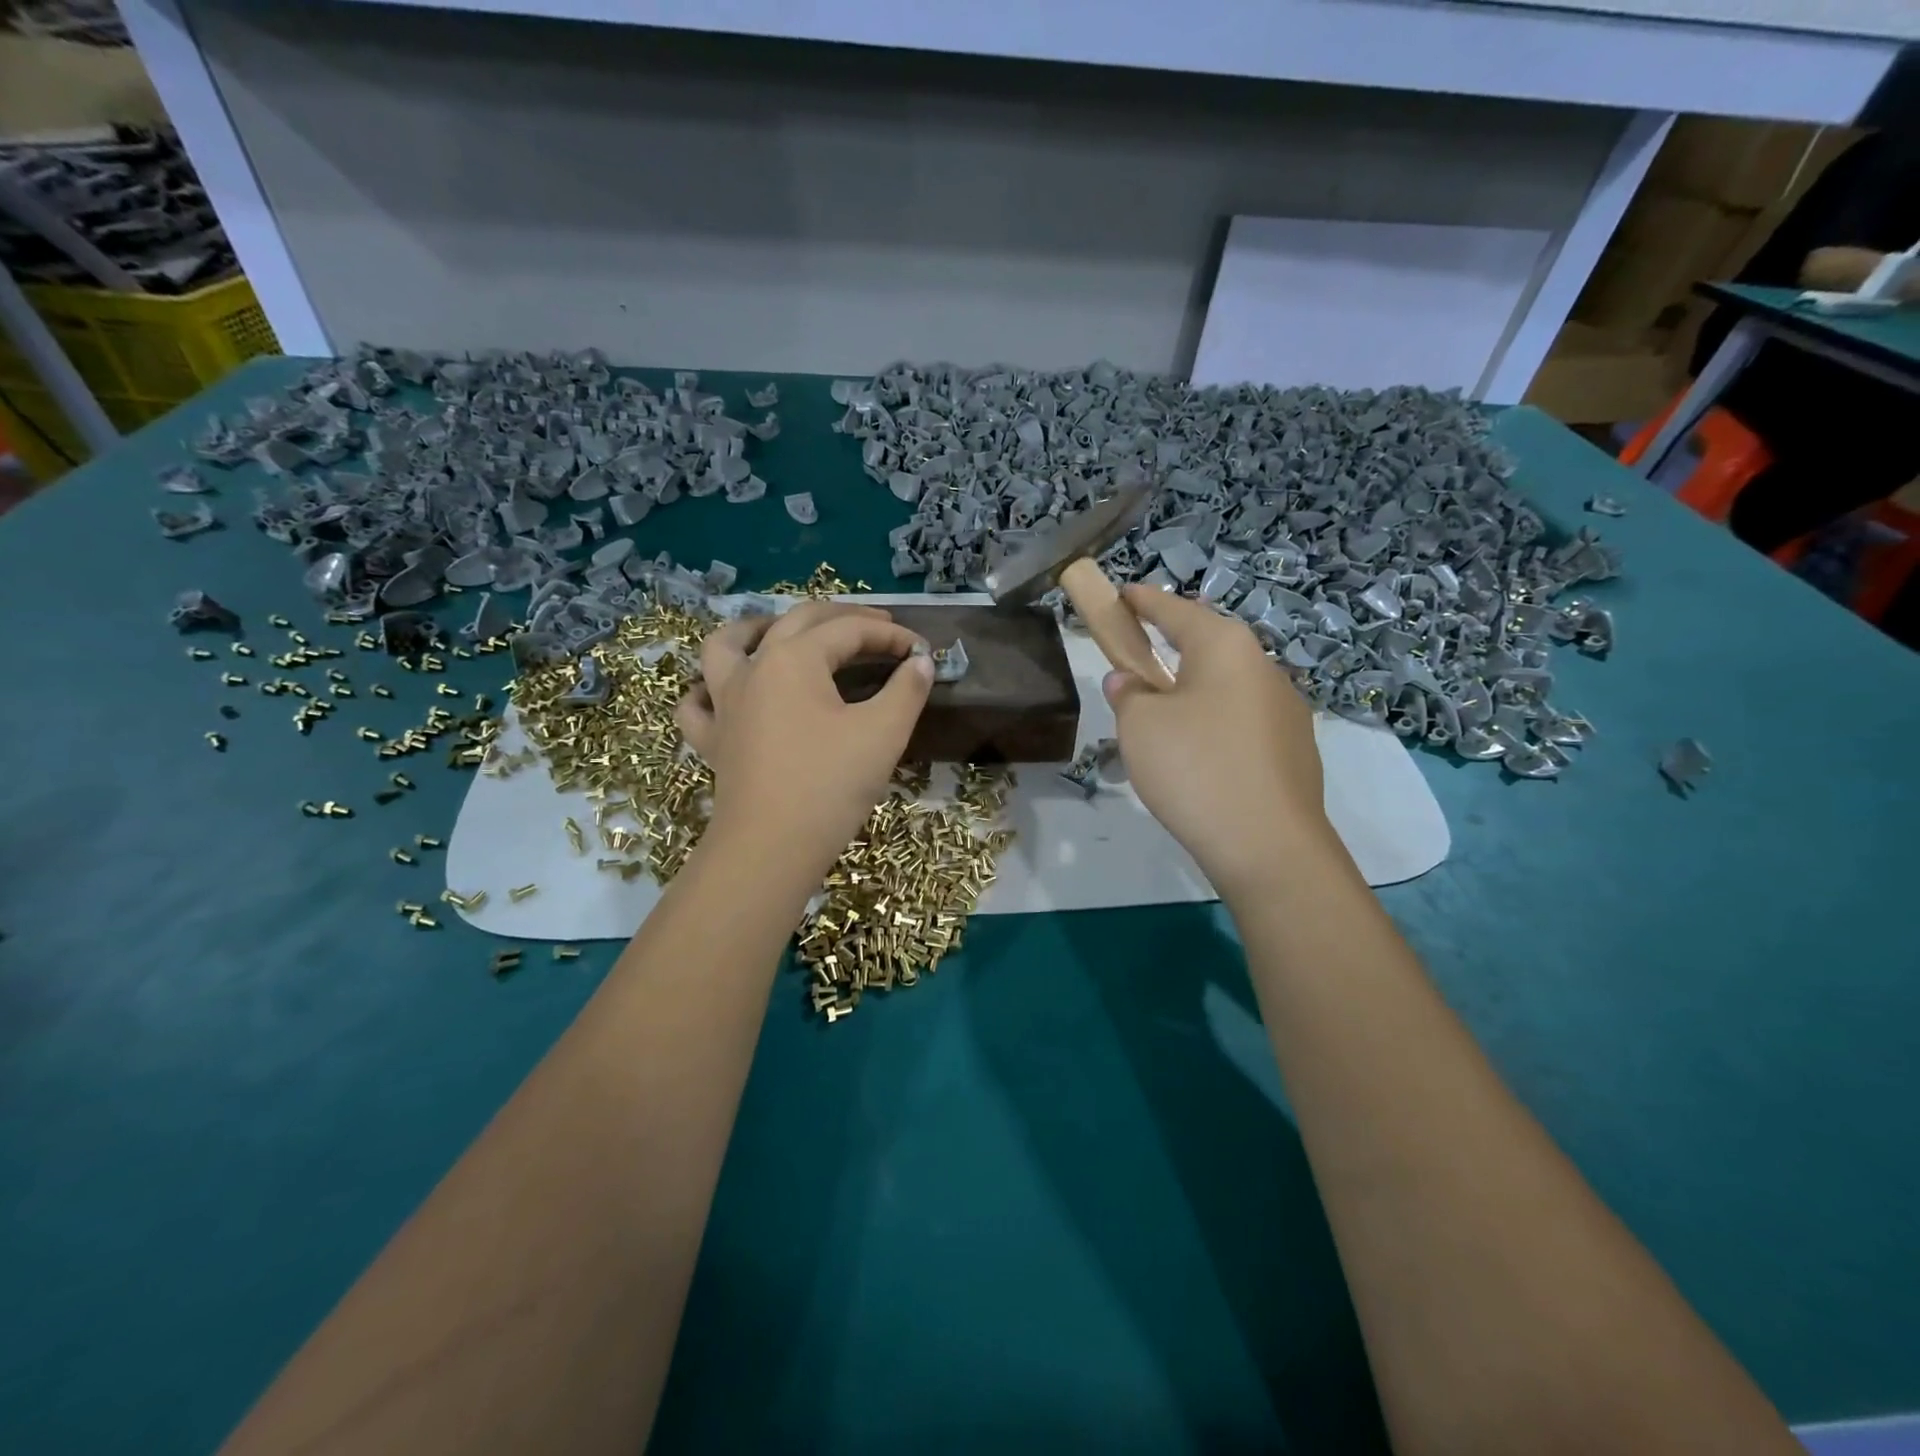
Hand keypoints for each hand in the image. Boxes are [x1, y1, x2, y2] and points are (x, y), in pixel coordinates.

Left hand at [676, 602, 933, 878]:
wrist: (771, 848)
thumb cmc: (830, 784)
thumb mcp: (884, 732)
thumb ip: (907, 690)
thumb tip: (922, 662)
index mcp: (794, 658)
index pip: (849, 631)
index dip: (890, 636)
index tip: (922, 651)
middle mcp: (753, 668)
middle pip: (797, 622)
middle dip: (842, 619)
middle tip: (878, 628)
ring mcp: (724, 704)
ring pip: (727, 645)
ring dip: (756, 628)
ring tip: (778, 629)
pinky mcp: (712, 741)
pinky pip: (698, 704)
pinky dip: (707, 690)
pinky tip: (722, 693)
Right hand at [1103, 585, 1339, 897]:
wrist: (1268, 846)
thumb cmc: (1195, 768)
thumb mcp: (1140, 725)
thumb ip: (1129, 693)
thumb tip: (1130, 681)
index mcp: (1226, 647)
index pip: (1176, 609)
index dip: (1144, 600)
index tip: (1122, 594)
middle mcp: (1264, 666)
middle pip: (1208, 644)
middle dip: (1172, 645)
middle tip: (1138, 656)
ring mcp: (1287, 708)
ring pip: (1227, 685)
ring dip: (1194, 689)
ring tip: (1164, 715)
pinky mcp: (1294, 748)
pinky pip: (1242, 719)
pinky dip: (1214, 721)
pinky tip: (1200, 754)